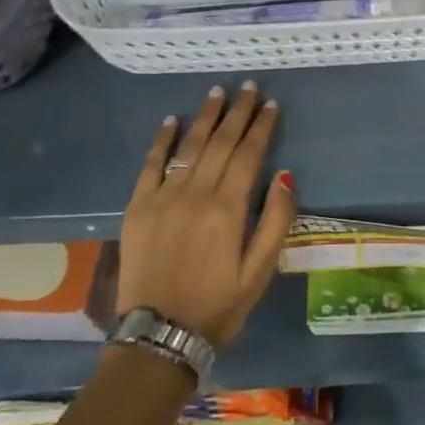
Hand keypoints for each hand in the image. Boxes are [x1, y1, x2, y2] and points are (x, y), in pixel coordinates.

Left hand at [118, 82, 294, 348]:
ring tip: (217, 92)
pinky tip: (171, 120)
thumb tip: (286, 175)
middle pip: (220, 142)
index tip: (271, 104)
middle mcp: (195, 194)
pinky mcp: (138, 207)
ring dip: (205, 117)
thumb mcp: (259, 272)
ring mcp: (163, 198)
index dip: (261, 126)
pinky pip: (151, 165)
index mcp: (228, 209)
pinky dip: (162, 140)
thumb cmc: (217, 306)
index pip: (249, 154)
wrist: (158, 338)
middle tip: (248, 87)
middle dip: (237, 112)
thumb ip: (275, 221)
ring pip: (189, 146)